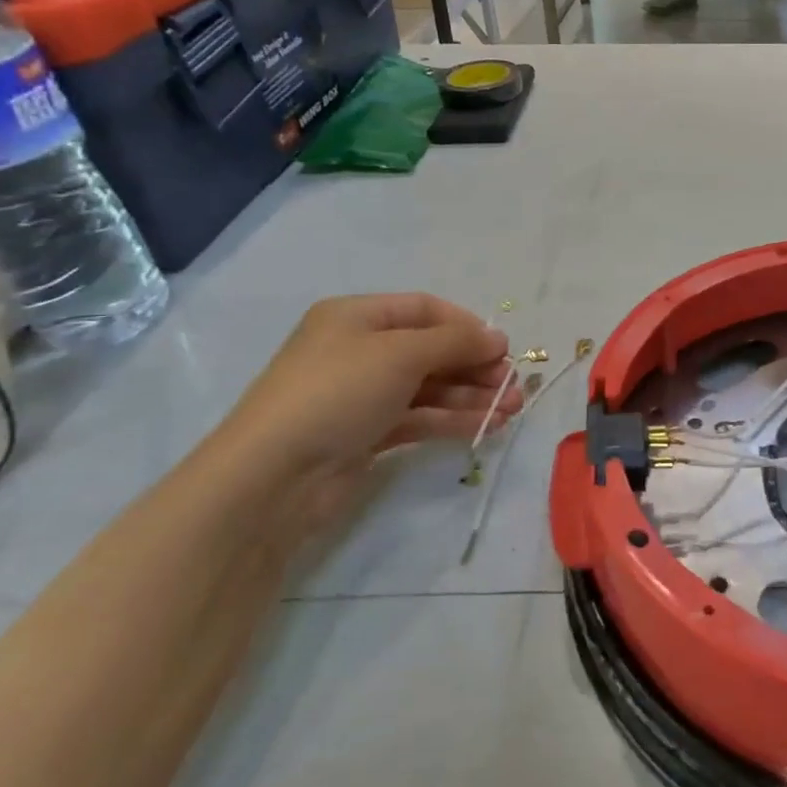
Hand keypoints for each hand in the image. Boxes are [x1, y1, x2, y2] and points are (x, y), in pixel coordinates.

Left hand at [215, 294, 521, 487]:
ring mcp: (363, 395)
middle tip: (513, 385)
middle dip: (474, 365)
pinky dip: (453, 419)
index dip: (466, 325)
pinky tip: (487, 425)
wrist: (273, 476)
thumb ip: (455, 342)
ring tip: (512, 409)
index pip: (424, 309)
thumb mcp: (401, 353)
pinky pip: (419, 418)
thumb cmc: (338, 392)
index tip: (503, 348)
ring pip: (429, 387)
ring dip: (472, 395)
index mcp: (357, 317)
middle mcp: (359, 350)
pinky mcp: (367, 435)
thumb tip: (497, 338)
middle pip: (431, 350)